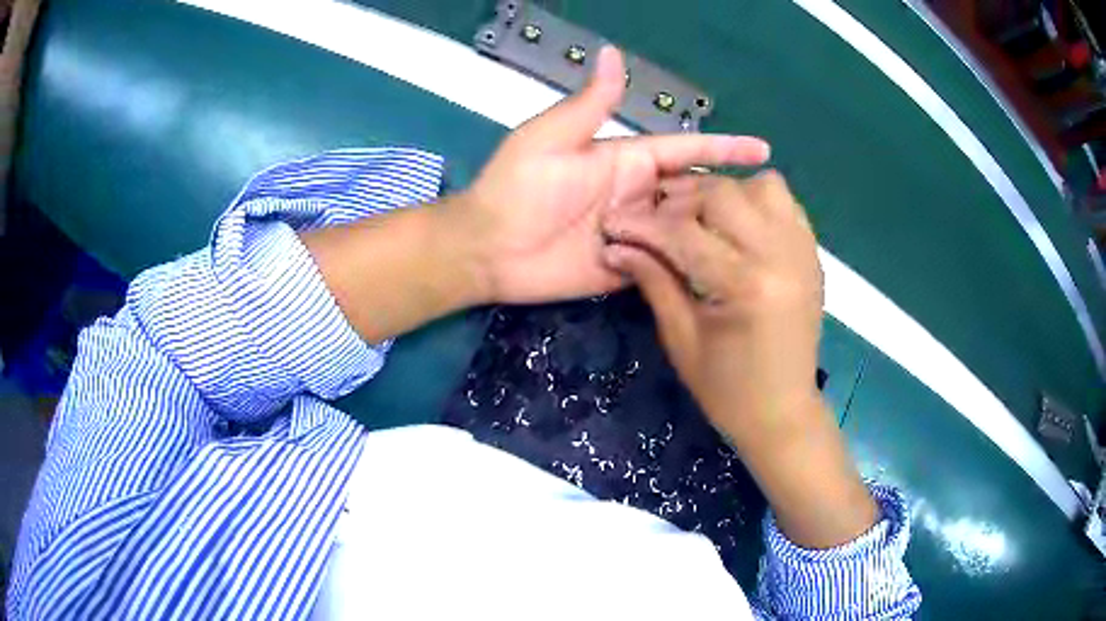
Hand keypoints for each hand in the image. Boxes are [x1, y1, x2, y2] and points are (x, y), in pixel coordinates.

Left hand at [456, 46, 770, 304]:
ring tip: (752, 245)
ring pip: (687, 231)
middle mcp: (637, 196)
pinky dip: (689, 267)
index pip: (686, 152)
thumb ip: (590, 105)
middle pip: (694, 194)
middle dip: (726, 199)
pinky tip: (721, 273)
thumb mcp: (551, 137)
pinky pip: (666, 266)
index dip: (724, 149)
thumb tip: (613, 53)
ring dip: (714, 235)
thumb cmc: (517, 187)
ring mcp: (634, 234)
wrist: (489, 248)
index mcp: (626, 161)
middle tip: (763, 214)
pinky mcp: (627, 268)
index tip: (764, 150)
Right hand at [599, 172, 822, 447]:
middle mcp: (780, 255)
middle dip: (679, 200)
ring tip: (702, 218)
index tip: (612, 223)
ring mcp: (803, 251)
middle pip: (722, 193)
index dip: (641, 225)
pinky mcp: (812, 254)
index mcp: (744, 285)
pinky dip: (757, 201)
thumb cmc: (727, 390)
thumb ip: (653, 281)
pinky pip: (786, 203)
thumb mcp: (681, 339)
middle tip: (655, 220)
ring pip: (760, 185)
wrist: (784, 413)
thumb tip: (615, 245)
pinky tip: (737, 225)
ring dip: (724, 193)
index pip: (682, 232)